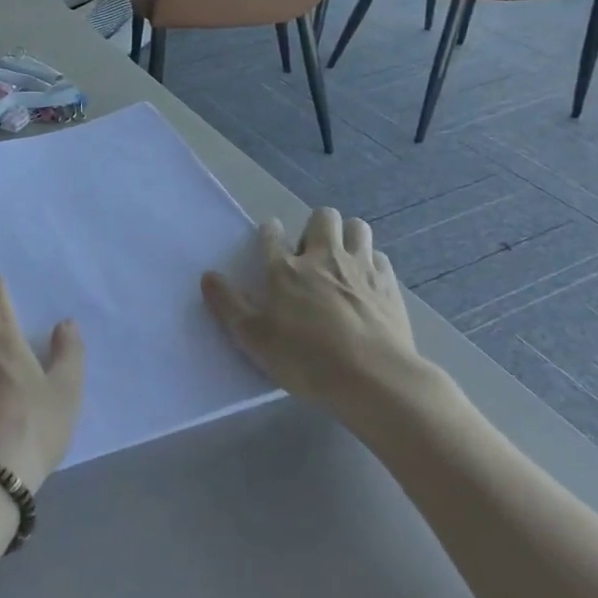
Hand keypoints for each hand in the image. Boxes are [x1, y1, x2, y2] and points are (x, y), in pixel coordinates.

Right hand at [201, 208, 430, 410]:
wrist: (374, 379)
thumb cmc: (307, 360)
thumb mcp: (255, 339)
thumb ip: (228, 305)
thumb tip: (208, 276)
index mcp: (285, 269)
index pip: (271, 233)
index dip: (268, 232)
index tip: (269, 241)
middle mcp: (323, 257)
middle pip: (322, 217)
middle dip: (315, 227)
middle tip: (311, 255)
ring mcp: (360, 268)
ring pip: (357, 228)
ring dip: (347, 237)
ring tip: (342, 262)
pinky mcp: (389, 285)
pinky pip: (380, 257)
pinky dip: (372, 264)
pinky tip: (367, 284)